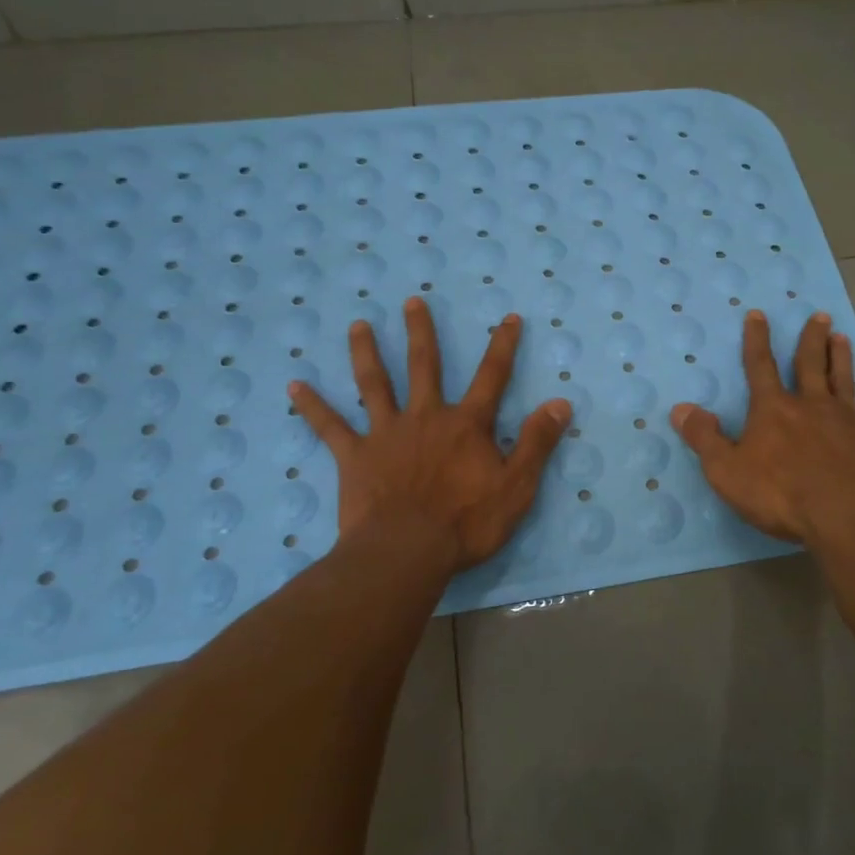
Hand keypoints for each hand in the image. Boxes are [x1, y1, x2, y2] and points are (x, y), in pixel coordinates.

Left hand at [288, 298, 570, 577]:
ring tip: (358, 325)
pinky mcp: (355, 456)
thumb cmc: (467, 523)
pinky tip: (294, 386)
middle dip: (421, 332)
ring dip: (366, 352)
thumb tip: (560, 402)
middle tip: (411, 302)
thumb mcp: (517, 486)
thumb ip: (537, 442)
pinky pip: (330, 427)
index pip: (491, 376)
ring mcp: (386, 434)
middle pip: (424, 366)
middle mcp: (425, 417)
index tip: (509, 317)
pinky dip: (312, 406)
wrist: (406, 552)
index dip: (503, 345)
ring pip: (374, 384)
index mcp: (466, 424)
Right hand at [671, 309, 854, 544]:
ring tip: (842, 337)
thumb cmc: (782, 494)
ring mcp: (847, 420)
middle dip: (811, 339)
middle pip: (810, 364)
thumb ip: (705, 438)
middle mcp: (811, 405)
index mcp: (773, 409)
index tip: (758, 314)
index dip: (756, 340)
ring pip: (843, 380)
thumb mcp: (727, 471)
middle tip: (820, 315)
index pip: (760, 367)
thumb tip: (681, 408)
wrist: (848, 515)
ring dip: (841, 358)